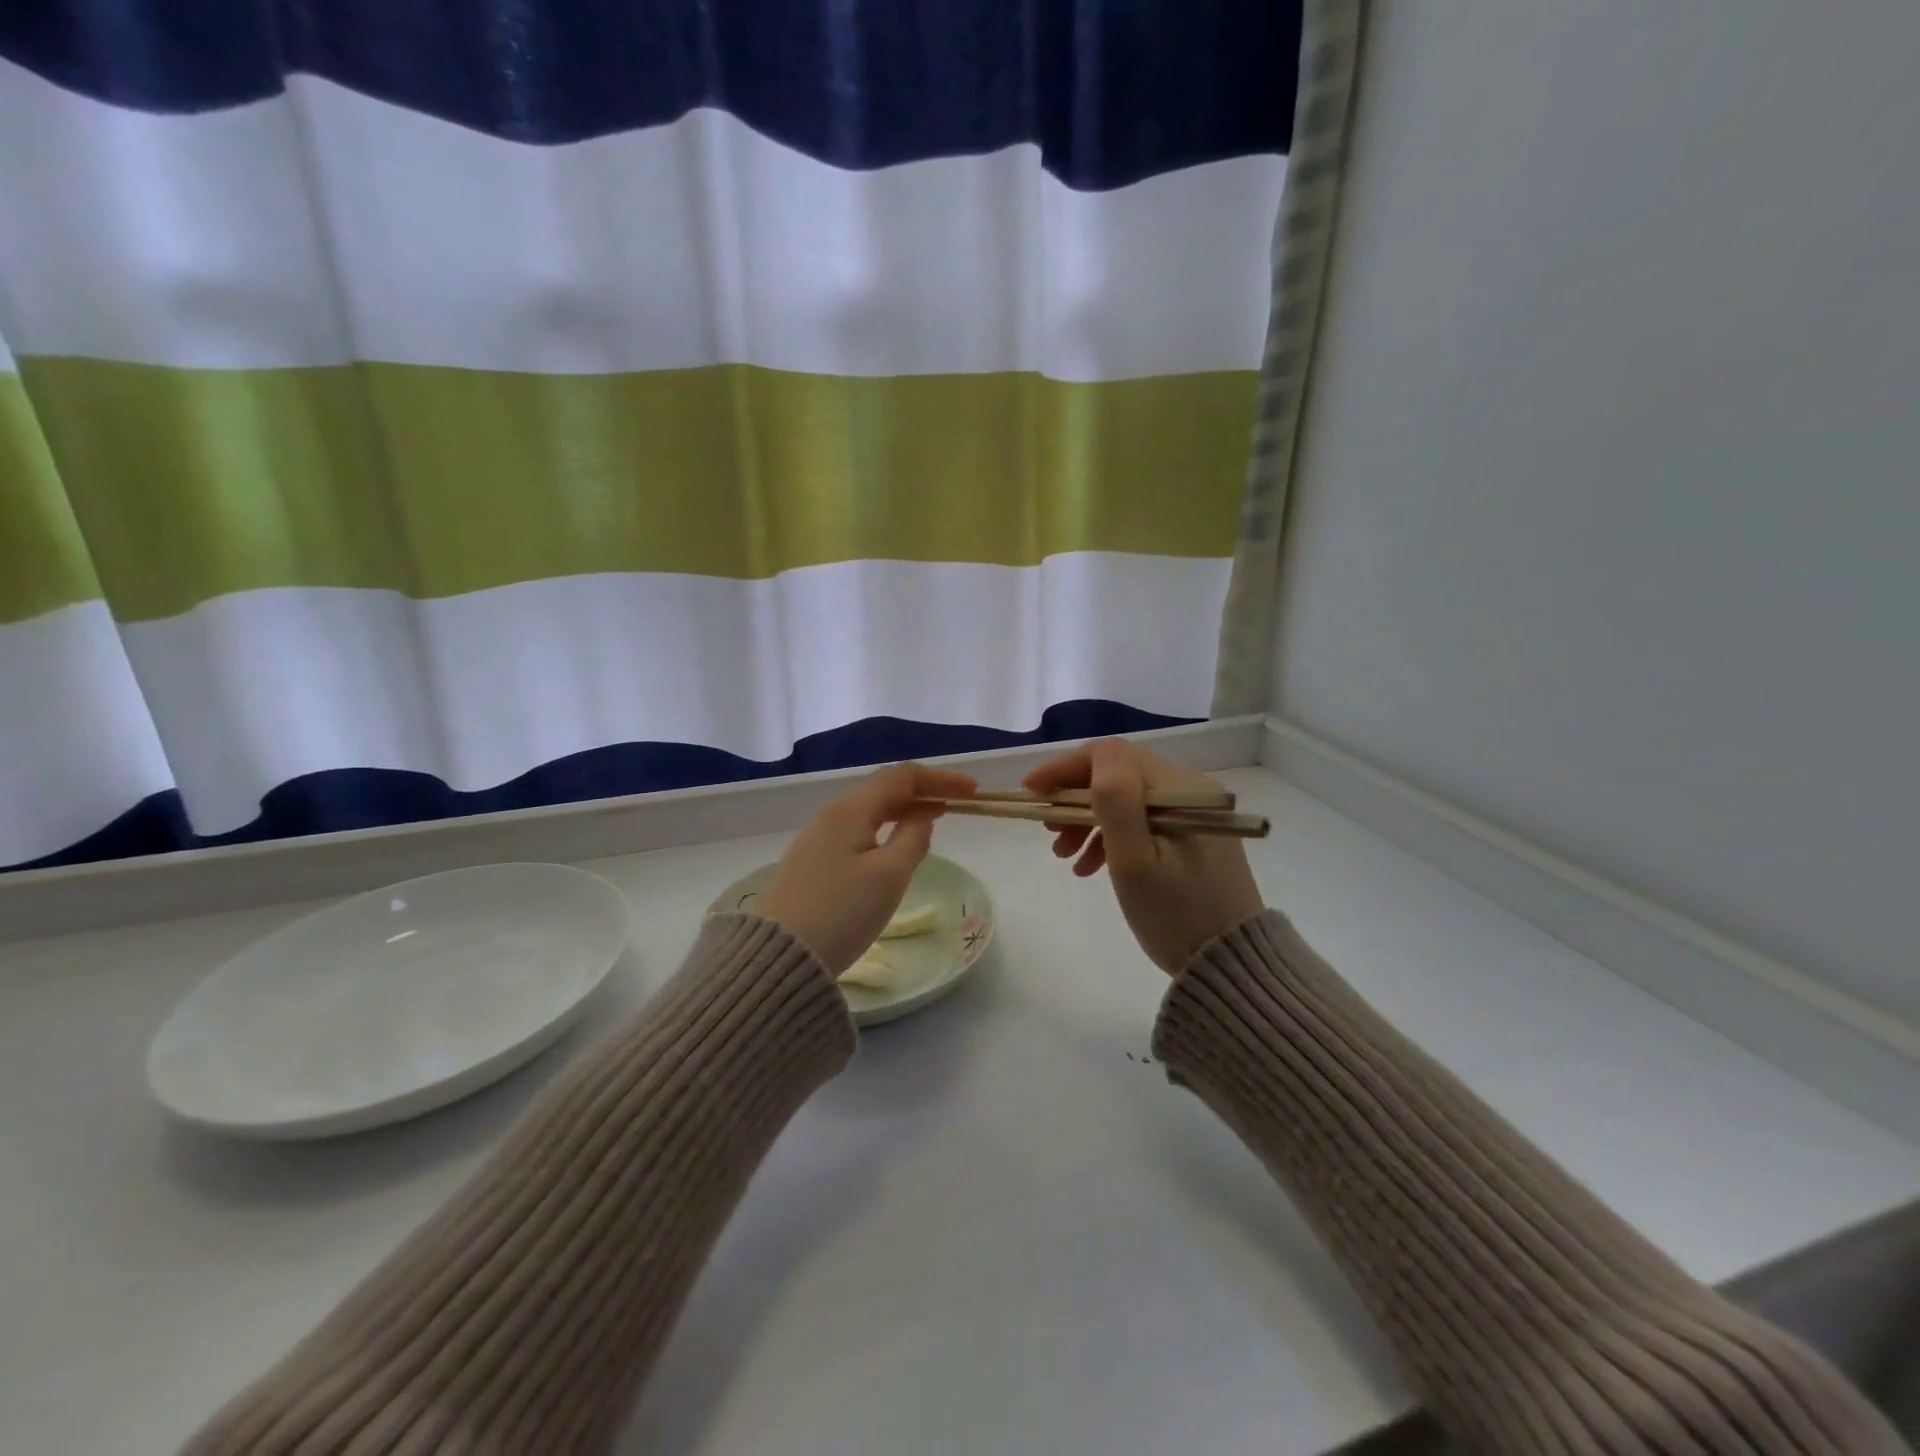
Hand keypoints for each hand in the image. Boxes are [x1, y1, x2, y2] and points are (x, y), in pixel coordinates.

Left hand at [756, 763, 977, 973]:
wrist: (780, 958)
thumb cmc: (842, 913)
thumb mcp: (889, 875)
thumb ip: (913, 839)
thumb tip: (922, 817)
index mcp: (849, 811)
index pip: (901, 778)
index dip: (940, 779)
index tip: (972, 790)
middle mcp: (830, 816)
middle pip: (883, 790)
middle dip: (923, 792)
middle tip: (958, 804)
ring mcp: (816, 840)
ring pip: (868, 812)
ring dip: (904, 811)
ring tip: (932, 821)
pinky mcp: (811, 864)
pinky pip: (856, 833)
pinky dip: (884, 830)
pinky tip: (895, 847)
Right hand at [1025, 739, 1263, 974]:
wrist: (1229, 964)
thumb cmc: (1175, 913)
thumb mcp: (1135, 861)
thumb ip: (1115, 802)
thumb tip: (1094, 758)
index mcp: (1179, 787)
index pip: (1110, 755)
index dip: (1064, 767)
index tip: (1031, 792)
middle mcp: (1189, 788)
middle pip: (1117, 774)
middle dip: (1074, 798)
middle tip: (1046, 830)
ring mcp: (1192, 812)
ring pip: (1126, 798)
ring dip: (1088, 820)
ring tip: (1064, 856)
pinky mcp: (1191, 835)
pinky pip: (1141, 821)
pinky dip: (1111, 836)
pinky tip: (1091, 866)